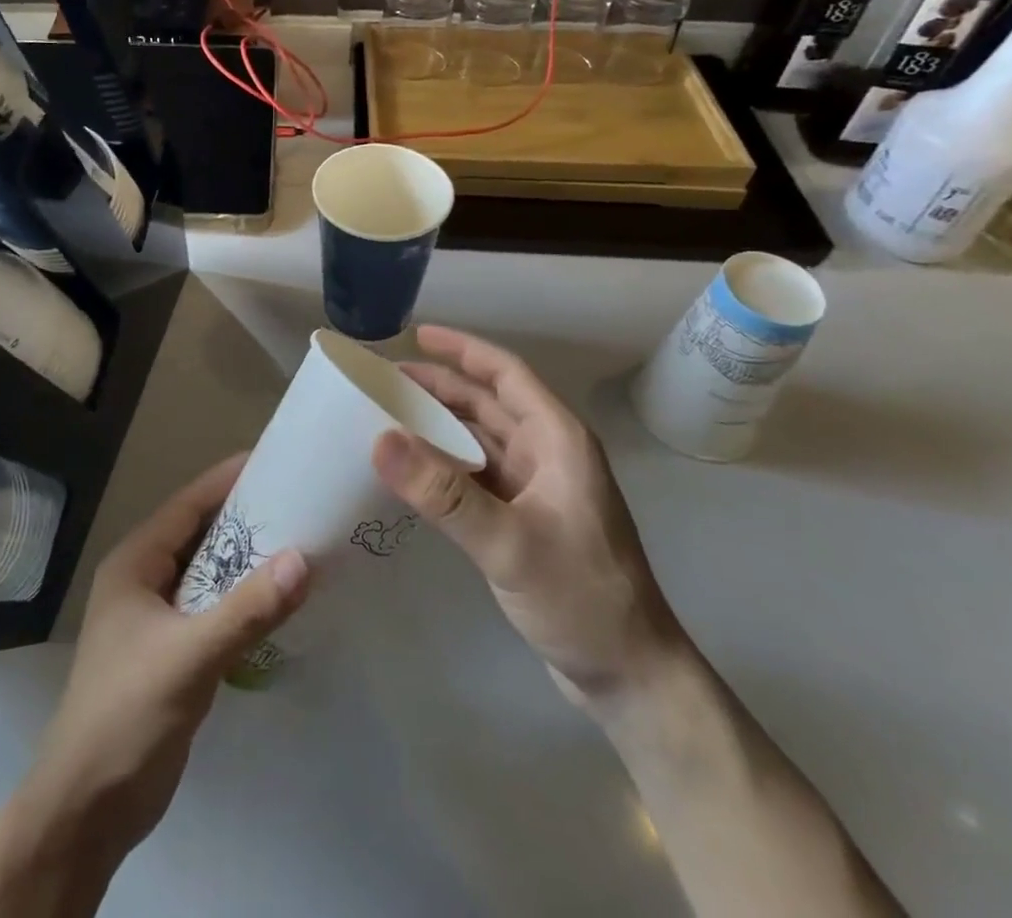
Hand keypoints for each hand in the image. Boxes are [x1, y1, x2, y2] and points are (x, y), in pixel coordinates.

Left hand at [13, 456, 310, 864]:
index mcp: (136, 563)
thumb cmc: (126, 716)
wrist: (86, 812)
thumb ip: (247, 610)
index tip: (279, 461)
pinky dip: (244, 599)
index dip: (230, 479)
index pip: (189, 503)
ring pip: (211, 572)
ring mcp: (157, 618)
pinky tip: (281, 600)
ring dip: (249, 561)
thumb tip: (304, 558)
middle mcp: (145, 580)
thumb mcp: (189, 657)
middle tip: (303, 502)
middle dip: (248, 519)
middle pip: (203, 534)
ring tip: (303, 543)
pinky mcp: (172, 651)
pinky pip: (215, 608)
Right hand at [372, 325, 675, 705]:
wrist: (631, 677)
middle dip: (440, 387)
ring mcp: (538, 488)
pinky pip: (478, 476)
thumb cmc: (581, 598)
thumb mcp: (508, 543)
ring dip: (440, 426)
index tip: (417, 334)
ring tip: (389, 417)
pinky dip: (446, 466)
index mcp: (557, 440)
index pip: (506, 374)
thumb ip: (443, 492)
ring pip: (481, 440)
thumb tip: (380, 438)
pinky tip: (414, 471)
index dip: (463, 349)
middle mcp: (548, 454)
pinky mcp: (526, 519)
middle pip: (488, 403)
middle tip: (385, 381)